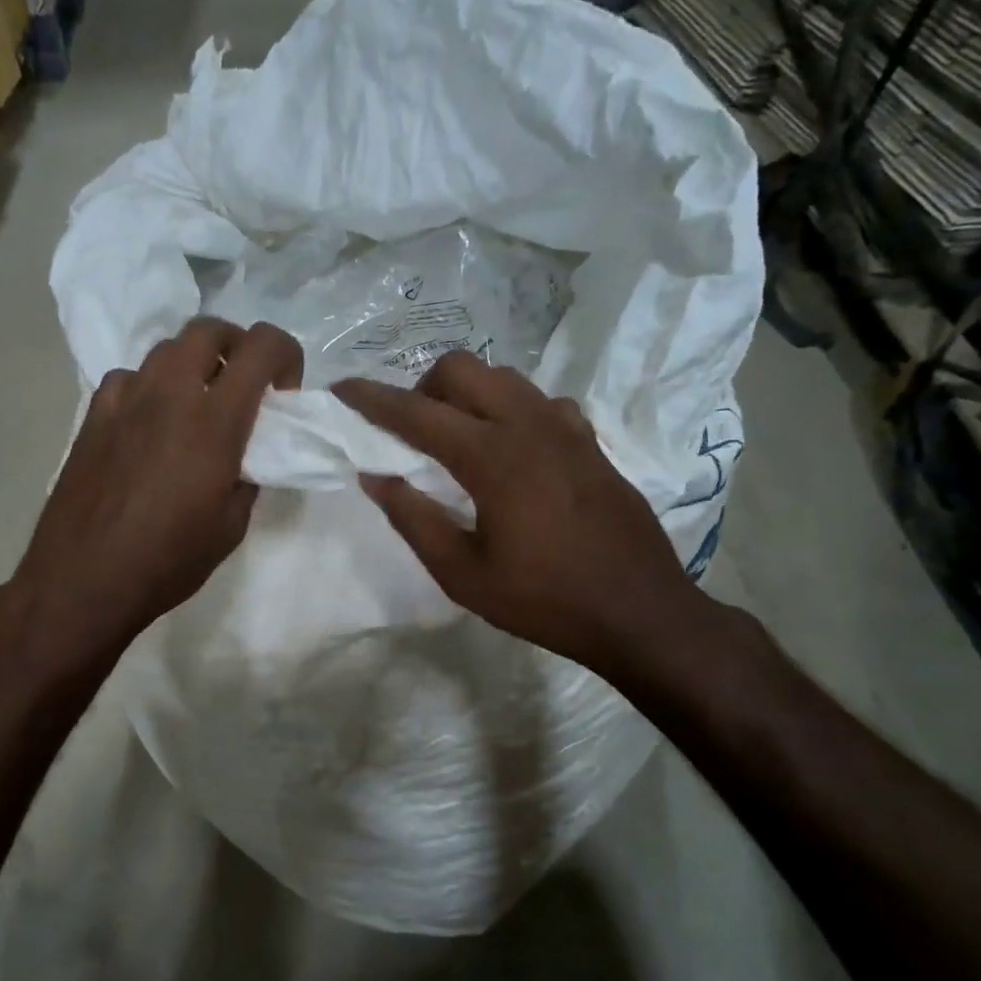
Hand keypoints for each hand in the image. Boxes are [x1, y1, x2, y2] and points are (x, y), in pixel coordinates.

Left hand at [9, 317, 302, 666]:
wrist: (84, 579)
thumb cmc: (168, 561)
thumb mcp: (231, 526)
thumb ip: (248, 477)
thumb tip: (248, 454)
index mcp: (214, 422)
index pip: (262, 347)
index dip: (286, 353)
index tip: (284, 391)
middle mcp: (170, 394)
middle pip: (209, 329)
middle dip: (237, 346)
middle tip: (243, 388)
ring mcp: (126, 399)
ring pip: (166, 349)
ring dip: (193, 364)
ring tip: (196, 405)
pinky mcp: (94, 414)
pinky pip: (129, 378)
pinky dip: (150, 387)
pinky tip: (149, 424)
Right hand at [333, 353, 709, 683]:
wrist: (638, 611)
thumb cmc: (544, 600)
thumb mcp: (462, 574)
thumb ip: (414, 519)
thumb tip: (376, 476)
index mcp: (492, 457)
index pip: (417, 412)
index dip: (372, 399)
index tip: (341, 389)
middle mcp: (529, 425)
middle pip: (462, 368)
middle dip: (423, 387)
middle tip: (413, 433)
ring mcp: (566, 427)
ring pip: (502, 377)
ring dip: (467, 395)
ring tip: (457, 441)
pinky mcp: (589, 441)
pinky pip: (539, 401)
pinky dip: (509, 410)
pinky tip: (510, 452)